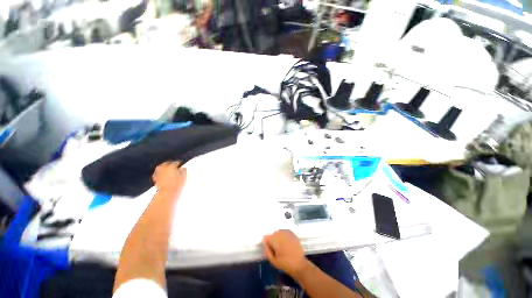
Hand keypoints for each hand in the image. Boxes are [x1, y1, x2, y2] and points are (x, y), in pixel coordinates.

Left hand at [152, 162, 186, 194]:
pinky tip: (160, 173)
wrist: (167, 193)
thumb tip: (183, 168)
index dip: (179, 163)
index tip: (181, 164)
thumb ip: (184, 171)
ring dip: (163, 166)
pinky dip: (158, 172)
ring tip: (166, 167)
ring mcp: (159, 173)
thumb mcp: (183, 177)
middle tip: (174, 164)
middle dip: (170, 163)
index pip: (176, 162)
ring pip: (160, 167)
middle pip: (167, 163)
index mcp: (172, 167)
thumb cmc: (176, 185)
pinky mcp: (155, 178)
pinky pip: (156, 173)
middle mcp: (164, 169)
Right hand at [263, 230, 308, 278]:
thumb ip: (267, 250)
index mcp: (275, 240)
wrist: (300, 265)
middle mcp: (281, 233)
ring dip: (279, 237)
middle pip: (273, 233)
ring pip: (279, 232)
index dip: (267, 242)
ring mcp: (288, 233)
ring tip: (281, 246)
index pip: (267, 237)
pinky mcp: (293, 234)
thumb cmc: (285, 264)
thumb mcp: (273, 261)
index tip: (269, 248)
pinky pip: (286, 232)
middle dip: (273, 239)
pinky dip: (284, 236)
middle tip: (276, 248)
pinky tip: (286, 242)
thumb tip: (264, 242)